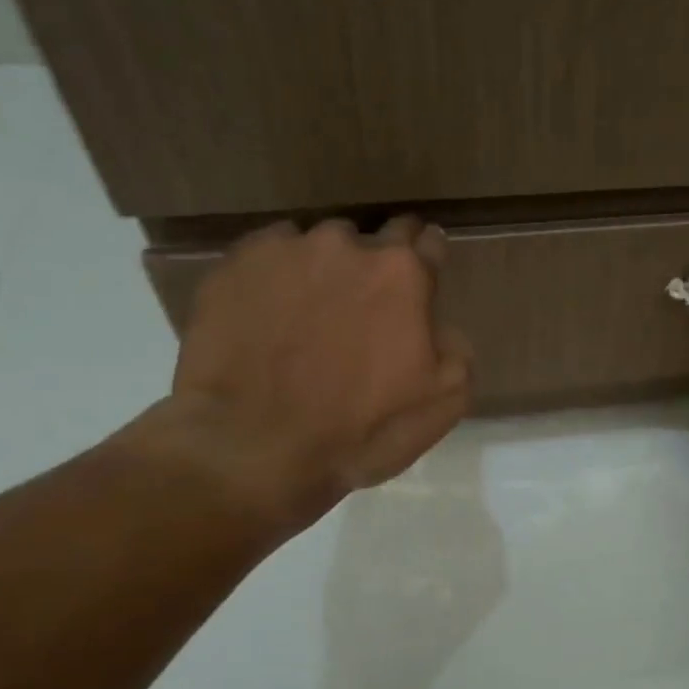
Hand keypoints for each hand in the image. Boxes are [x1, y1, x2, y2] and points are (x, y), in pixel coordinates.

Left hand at [138, 217, 472, 542]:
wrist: (254, 449)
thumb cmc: (361, 430)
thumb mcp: (444, 402)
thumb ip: (455, 348)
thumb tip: (439, 327)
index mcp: (403, 273)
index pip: (426, 240)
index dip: (427, 258)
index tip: (421, 276)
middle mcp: (346, 245)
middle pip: (372, 239)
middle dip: (376, 265)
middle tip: (366, 308)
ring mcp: (285, 250)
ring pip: (318, 246)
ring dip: (325, 270)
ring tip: (310, 315)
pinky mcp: (233, 266)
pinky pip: (267, 256)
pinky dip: (276, 277)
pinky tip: (269, 316)